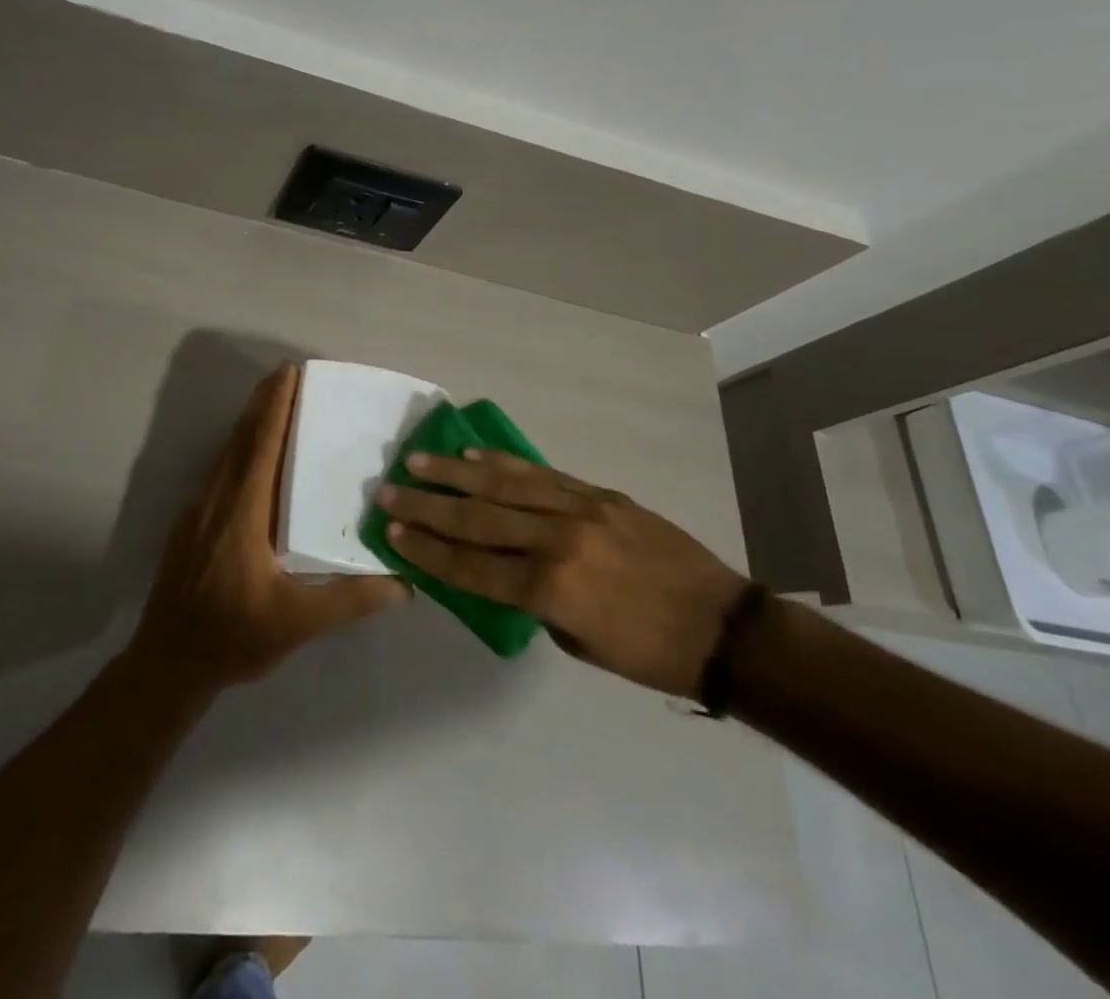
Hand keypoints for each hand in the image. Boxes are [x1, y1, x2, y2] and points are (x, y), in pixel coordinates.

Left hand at [129, 363, 407, 693]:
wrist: (168, 662)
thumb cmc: (234, 636)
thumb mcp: (298, 622)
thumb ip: (351, 599)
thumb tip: (405, 581)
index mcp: (243, 512)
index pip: (261, 444)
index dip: (275, 406)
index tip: (289, 371)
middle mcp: (218, 499)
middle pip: (241, 438)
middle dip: (263, 402)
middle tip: (287, 374)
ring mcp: (198, 510)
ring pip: (226, 453)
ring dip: (250, 423)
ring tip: (274, 405)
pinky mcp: (189, 524)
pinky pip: (219, 471)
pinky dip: (239, 450)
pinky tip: (253, 460)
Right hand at [378, 450, 748, 698]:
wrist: (722, 626)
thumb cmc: (647, 652)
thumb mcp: (578, 641)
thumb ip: (531, 602)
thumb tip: (496, 570)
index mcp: (551, 589)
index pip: (473, 566)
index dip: (428, 551)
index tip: (394, 533)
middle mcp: (557, 540)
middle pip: (477, 519)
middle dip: (426, 507)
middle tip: (387, 491)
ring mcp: (579, 510)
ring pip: (503, 486)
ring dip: (453, 473)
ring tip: (416, 461)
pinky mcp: (598, 494)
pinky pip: (541, 474)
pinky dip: (502, 464)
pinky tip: (473, 456)